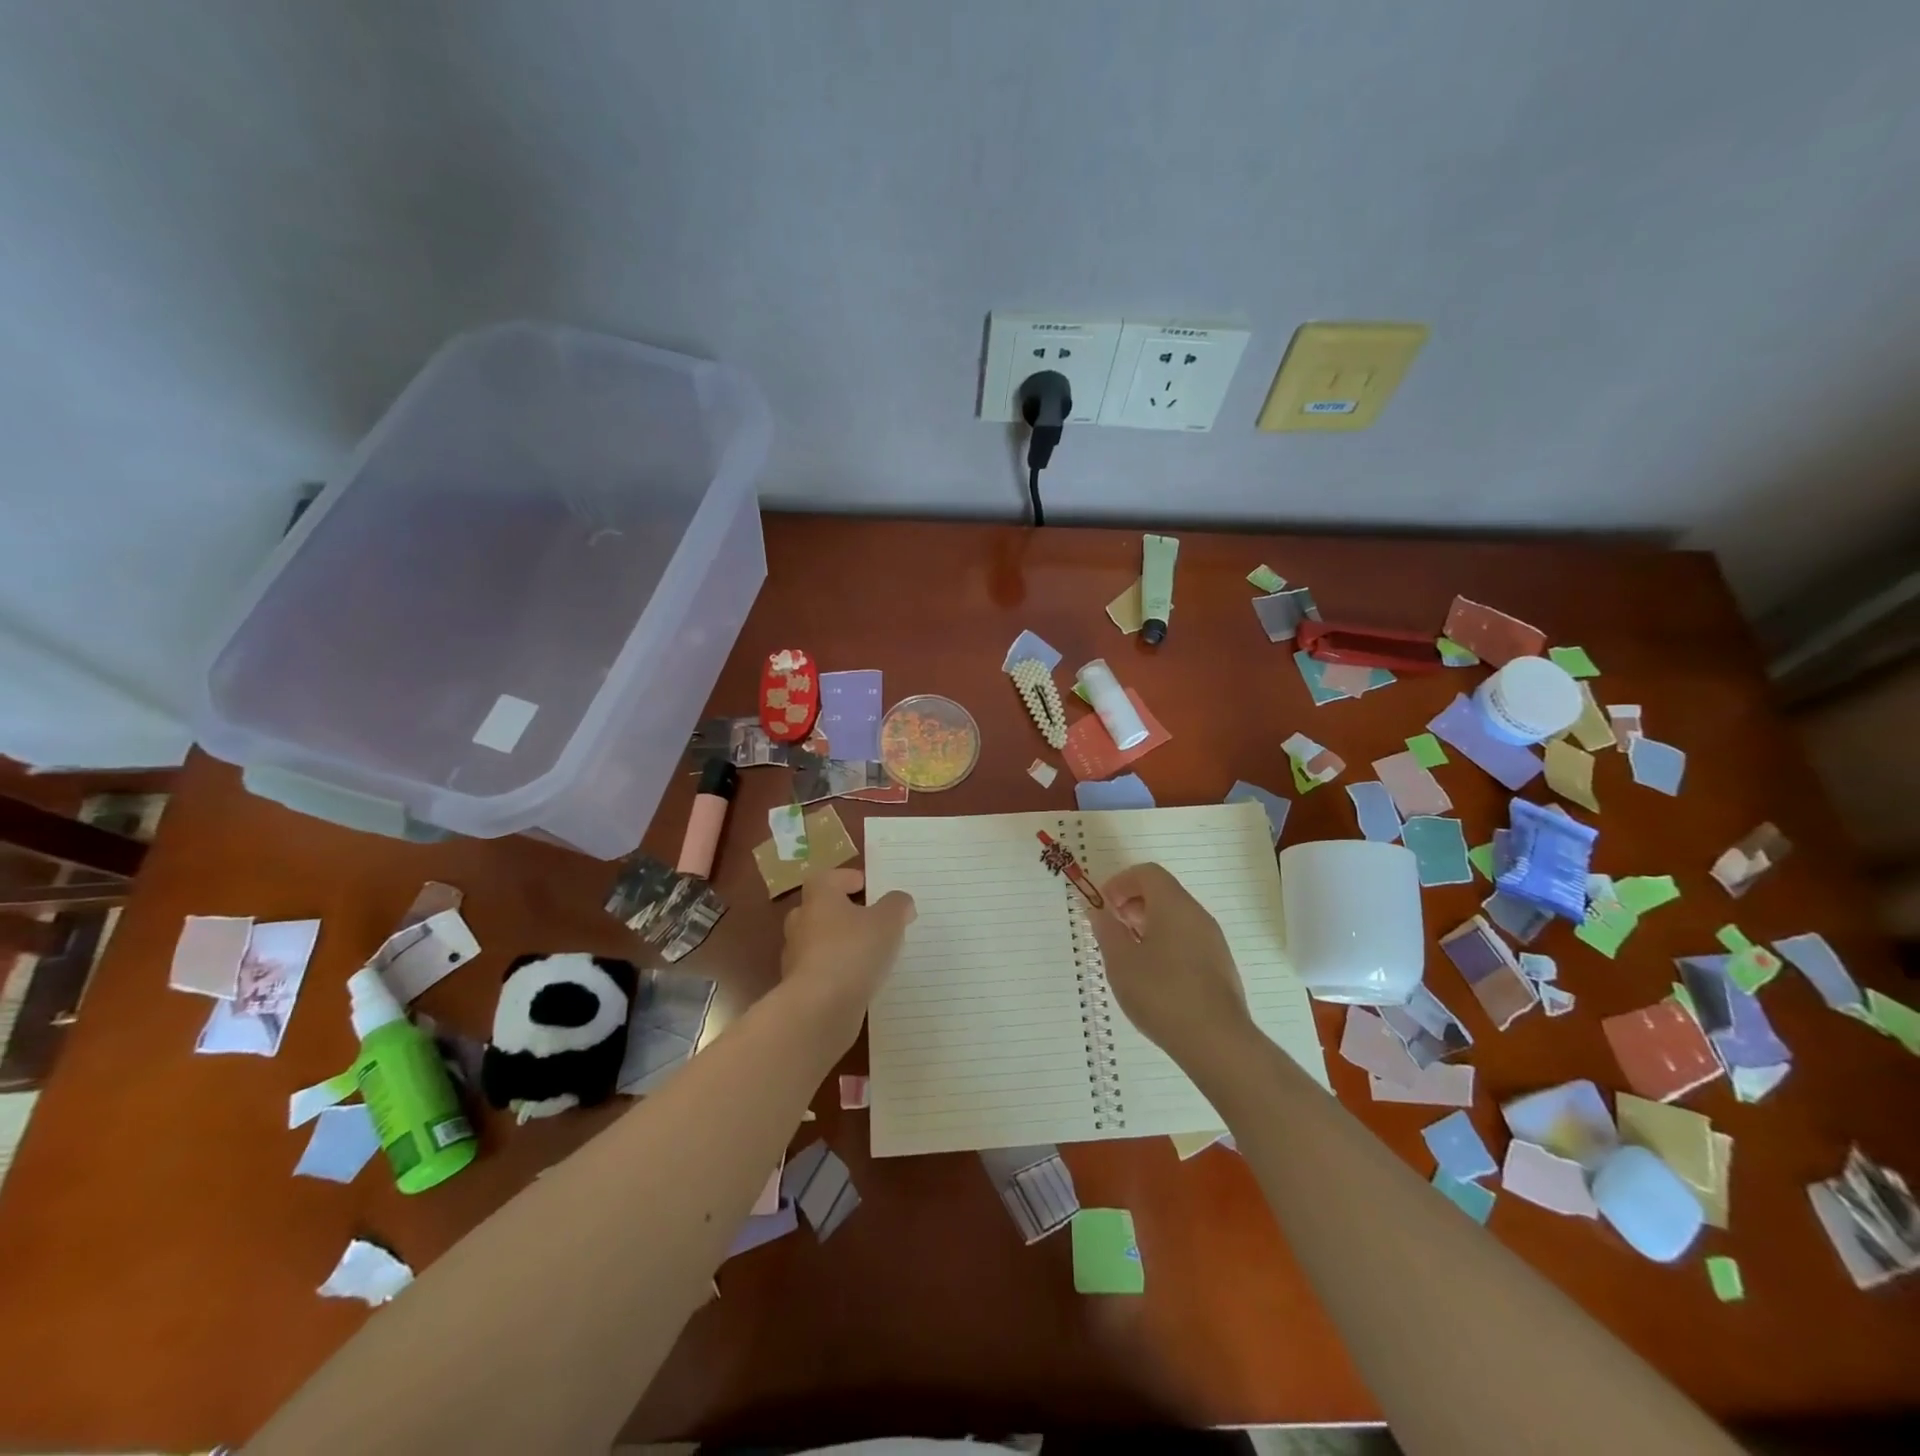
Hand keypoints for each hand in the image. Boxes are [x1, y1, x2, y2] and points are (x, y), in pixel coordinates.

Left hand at [779, 867, 914, 1028]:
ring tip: (869, 954)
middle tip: (870, 920)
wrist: (820, 1009)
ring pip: (819, 943)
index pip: (826, 879)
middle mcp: (802, 923)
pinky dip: (837, 973)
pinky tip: (859, 981)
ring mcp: (797, 958)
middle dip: (842, 913)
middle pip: (820, 910)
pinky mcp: (800, 988)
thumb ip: (897, 906)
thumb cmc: (853, 951)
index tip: (865, 886)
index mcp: (819, 899)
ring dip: (839, 945)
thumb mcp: (888, 921)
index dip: (845, 879)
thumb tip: (900, 902)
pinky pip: (821, 972)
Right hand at [1088, 862, 1251, 1065]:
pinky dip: (1166, 942)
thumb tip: (1099, 911)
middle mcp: (1197, 915)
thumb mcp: (1121, 962)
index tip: (1103, 906)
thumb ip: (1107, 930)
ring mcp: (1213, 941)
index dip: (1120, 882)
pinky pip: (1188, 939)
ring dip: (1148, 924)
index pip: (1147, 873)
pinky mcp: (1220, 965)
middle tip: (1112, 929)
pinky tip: (1153, 976)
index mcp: (1174, 906)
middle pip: (1163, 892)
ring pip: (1176, 917)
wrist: (1216, 1041)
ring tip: (1129, 955)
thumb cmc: (1162, 994)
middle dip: (1133, 903)